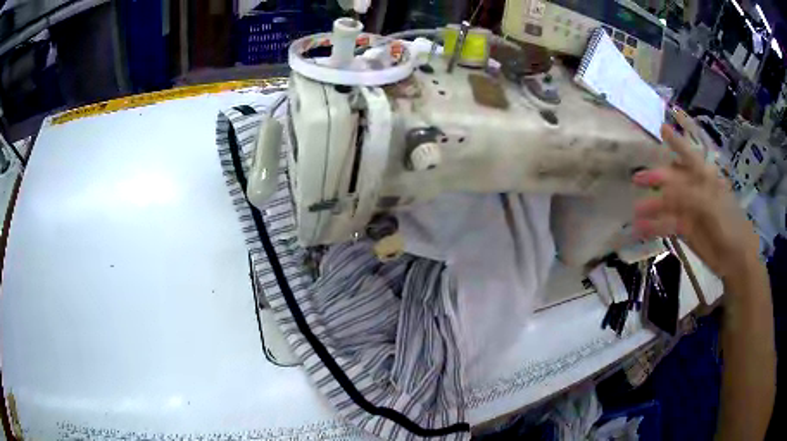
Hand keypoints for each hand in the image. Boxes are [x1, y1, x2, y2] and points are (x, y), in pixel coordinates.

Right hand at [631, 111, 759, 279]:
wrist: (736, 258)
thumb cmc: (729, 224)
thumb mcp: (711, 205)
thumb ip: (688, 195)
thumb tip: (663, 191)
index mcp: (704, 177)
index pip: (688, 154)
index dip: (676, 142)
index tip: (661, 129)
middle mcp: (695, 189)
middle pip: (673, 179)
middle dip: (656, 177)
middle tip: (637, 179)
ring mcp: (690, 210)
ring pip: (668, 203)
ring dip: (653, 206)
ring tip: (636, 211)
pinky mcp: (686, 229)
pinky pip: (667, 224)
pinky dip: (655, 226)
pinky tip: (642, 229)